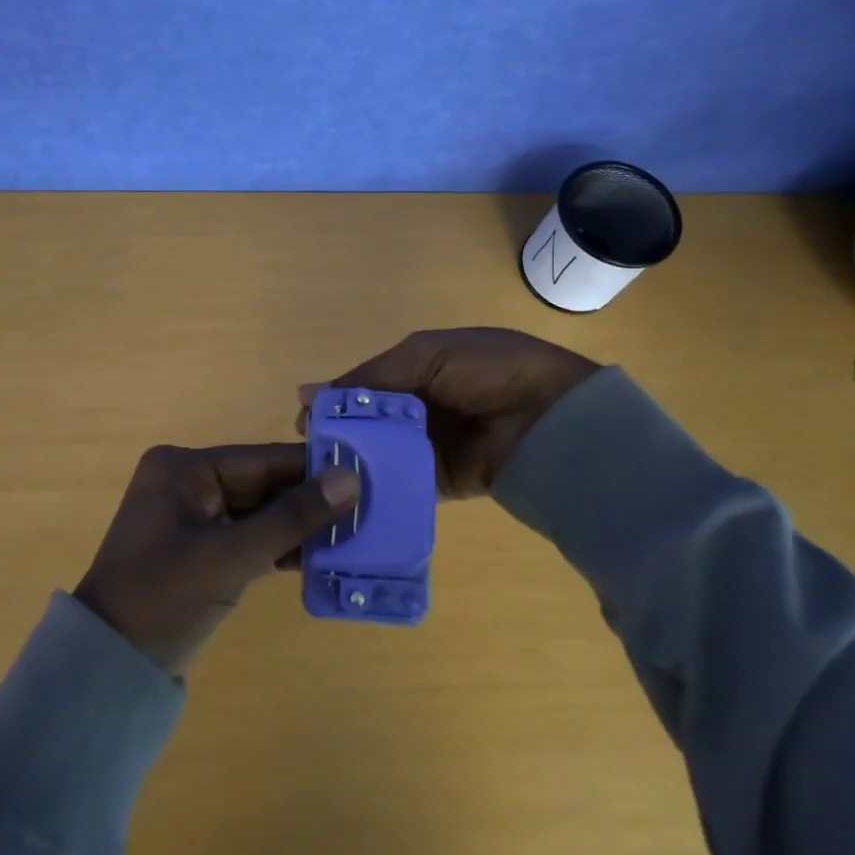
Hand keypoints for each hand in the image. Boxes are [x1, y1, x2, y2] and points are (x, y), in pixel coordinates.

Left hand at [75, 444, 359, 674]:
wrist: (109, 667)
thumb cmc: (164, 597)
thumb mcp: (231, 555)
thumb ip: (292, 517)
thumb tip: (350, 479)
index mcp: (184, 468)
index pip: (261, 460)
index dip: (312, 467)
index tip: (364, 471)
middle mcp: (187, 482)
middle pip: (262, 484)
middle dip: (309, 499)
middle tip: (367, 506)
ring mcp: (192, 517)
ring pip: (258, 512)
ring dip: (298, 525)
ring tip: (355, 531)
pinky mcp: (199, 550)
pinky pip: (247, 536)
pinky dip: (278, 546)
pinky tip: (321, 555)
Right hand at [300, 328, 600, 497]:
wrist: (550, 416)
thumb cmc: (486, 370)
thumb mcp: (425, 356)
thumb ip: (369, 378)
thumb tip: (306, 394)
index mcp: (417, 370)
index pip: (364, 388)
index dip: (335, 404)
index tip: (304, 425)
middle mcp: (421, 408)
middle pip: (369, 424)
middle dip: (341, 438)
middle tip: (310, 459)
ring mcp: (431, 447)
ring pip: (382, 456)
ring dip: (357, 465)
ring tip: (323, 483)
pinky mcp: (442, 482)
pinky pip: (404, 485)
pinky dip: (381, 490)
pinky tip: (353, 498)